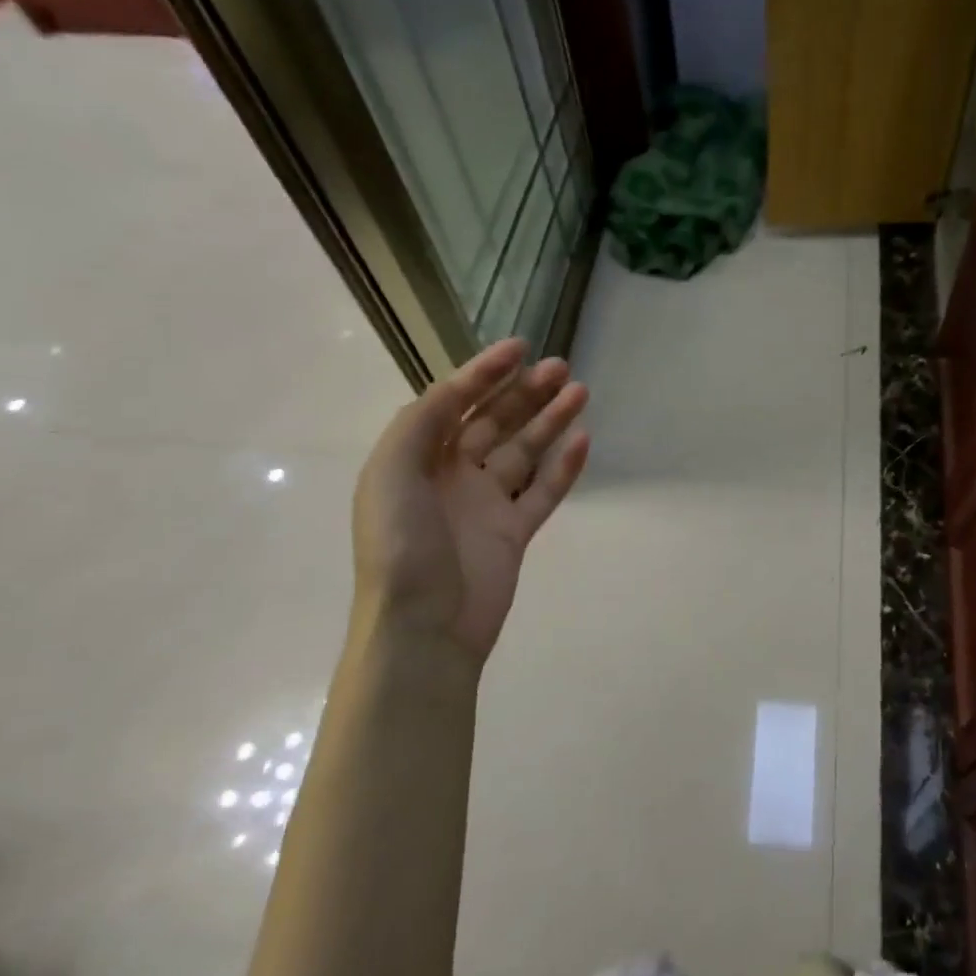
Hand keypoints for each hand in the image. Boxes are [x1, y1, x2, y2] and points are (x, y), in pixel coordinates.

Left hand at [351, 338, 589, 662]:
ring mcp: (486, 504)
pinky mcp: (515, 532)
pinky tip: (585, 440)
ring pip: (525, 451)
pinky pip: (544, 491)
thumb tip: (456, 389)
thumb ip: (422, 422)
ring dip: (550, 420)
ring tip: (581, 391)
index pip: (454, 403)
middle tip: (561, 368)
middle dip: (525, 392)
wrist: (423, 627)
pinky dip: (565, 467)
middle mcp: (452, 475)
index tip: (520, 348)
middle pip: (495, 422)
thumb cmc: (401, 544)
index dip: (484, 372)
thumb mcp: (391, 472)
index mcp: (417, 459)